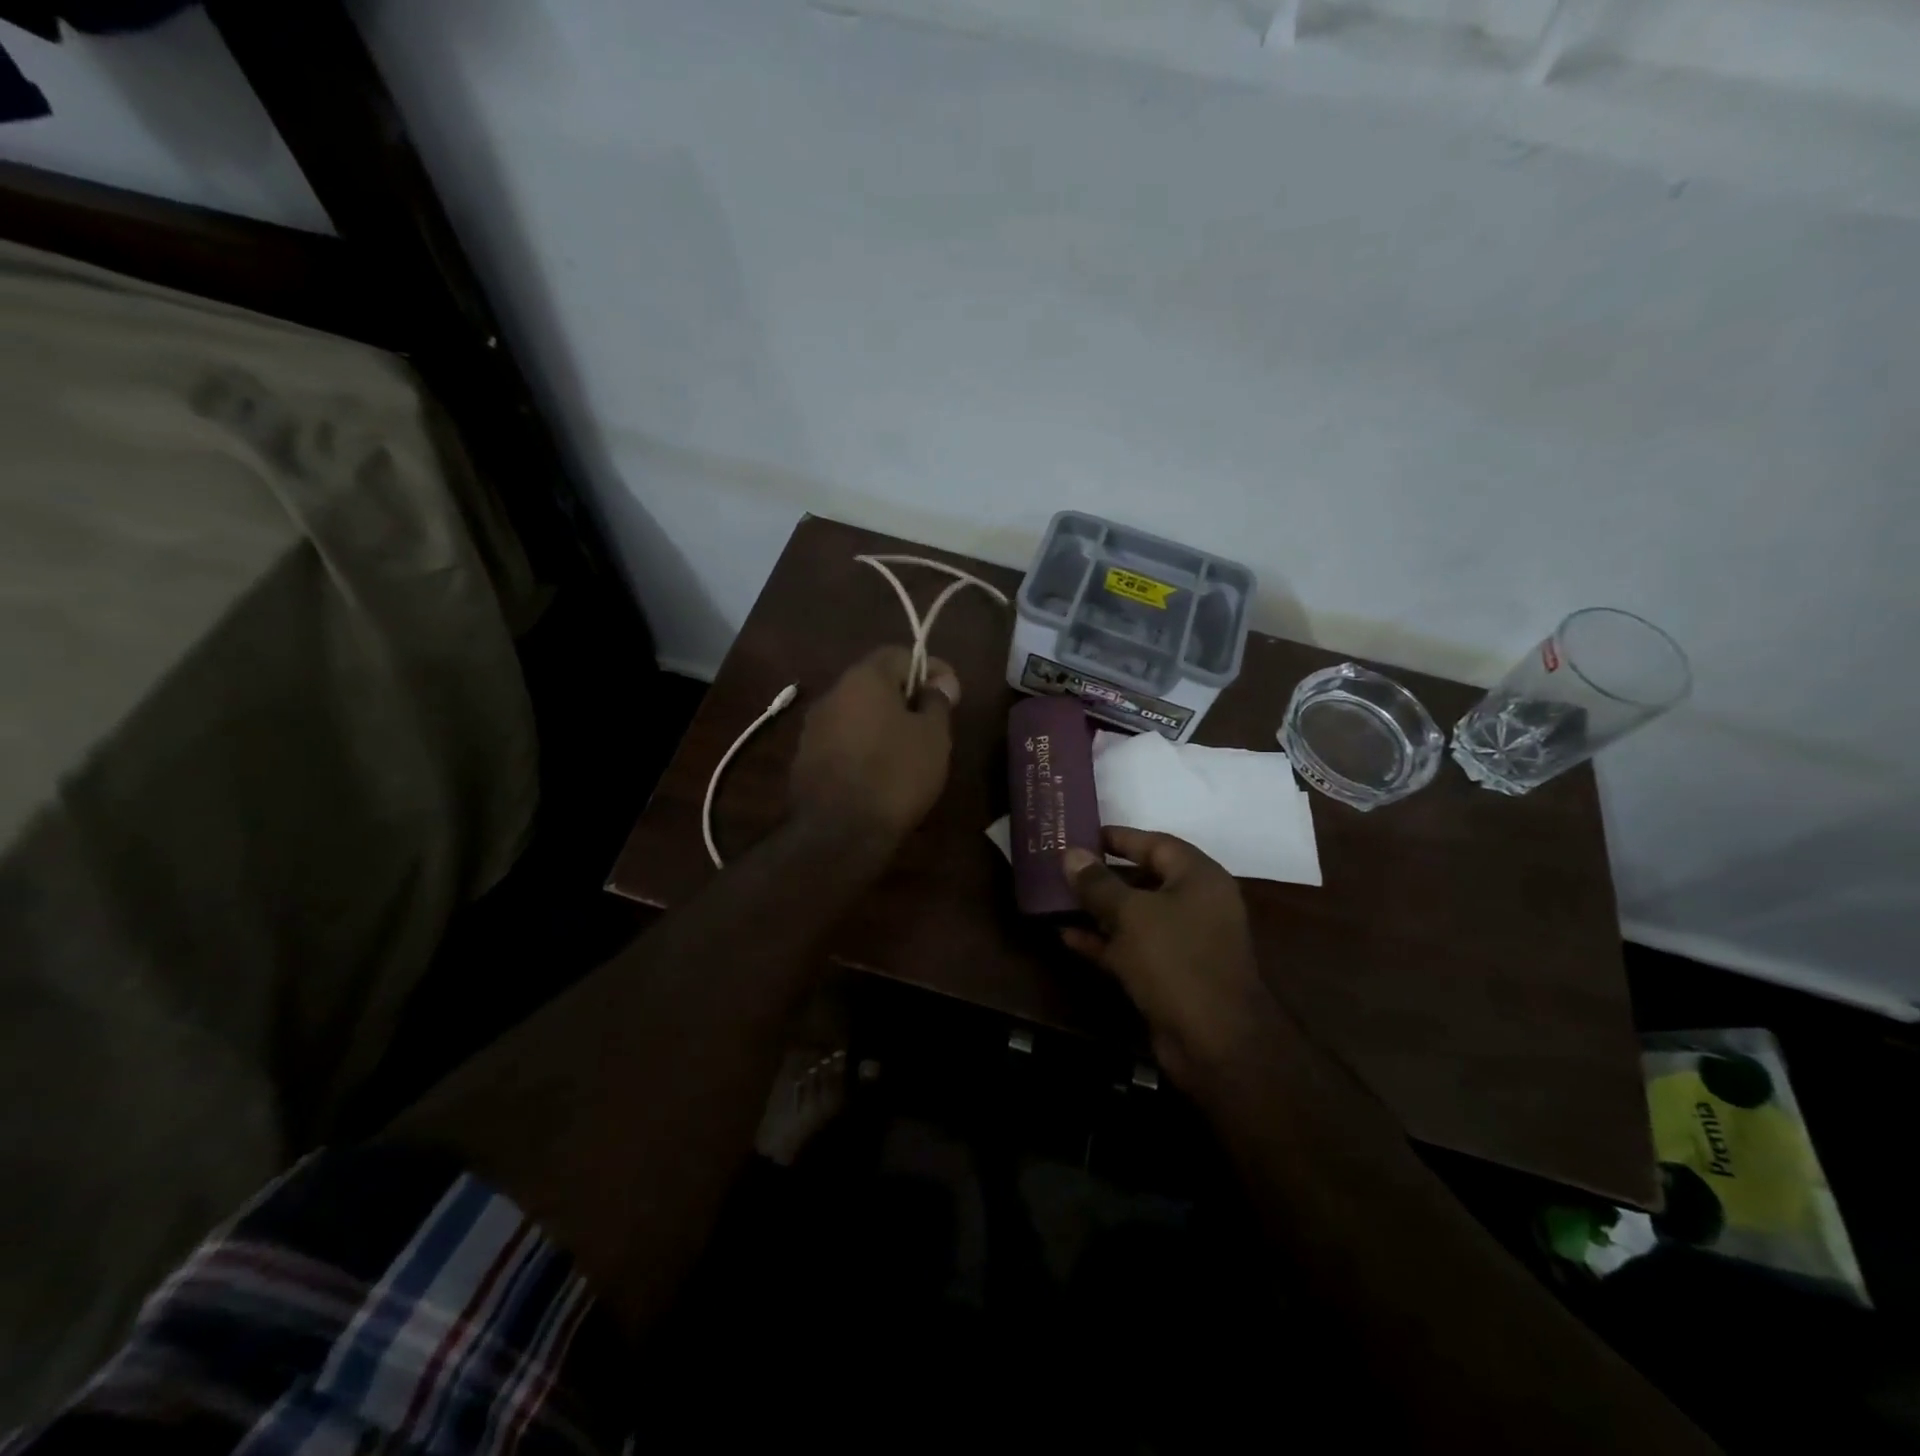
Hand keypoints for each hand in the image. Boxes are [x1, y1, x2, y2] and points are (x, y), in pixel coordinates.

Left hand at [789, 646, 959, 845]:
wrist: (839, 832)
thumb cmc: (896, 774)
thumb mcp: (933, 736)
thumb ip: (937, 702)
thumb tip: (939, 682)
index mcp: (864, 678)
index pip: (899, 654)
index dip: (929, 668)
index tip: (951, 692)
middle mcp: (832, 694)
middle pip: (874, 682)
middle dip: (904, 696)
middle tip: (932, 721)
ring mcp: (813, 727)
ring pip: (856, 712)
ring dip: (882, 722)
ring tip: (908, 749)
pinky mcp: (805, 758)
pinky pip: (842, 740)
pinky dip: (863, 746)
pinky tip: (880, 771)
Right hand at [1061, 828, 1287, 1086]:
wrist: (1214, 1042)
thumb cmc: (1176, 960)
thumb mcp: (1131, 914)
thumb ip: (1098, 883)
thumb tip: (1071, 854)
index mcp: (1199, 878)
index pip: (1156, 843)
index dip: (1118, 838)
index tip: (1082, 835)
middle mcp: (1195, 904)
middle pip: (1144, 879)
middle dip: (1102, 875)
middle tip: (1062, 866)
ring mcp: (1183, 942)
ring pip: (1134, 916)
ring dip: (1098, 910)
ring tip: (1056, 898)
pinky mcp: (1169, 974)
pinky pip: (1132, 947)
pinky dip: (1103, 941)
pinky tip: (1066, 937)